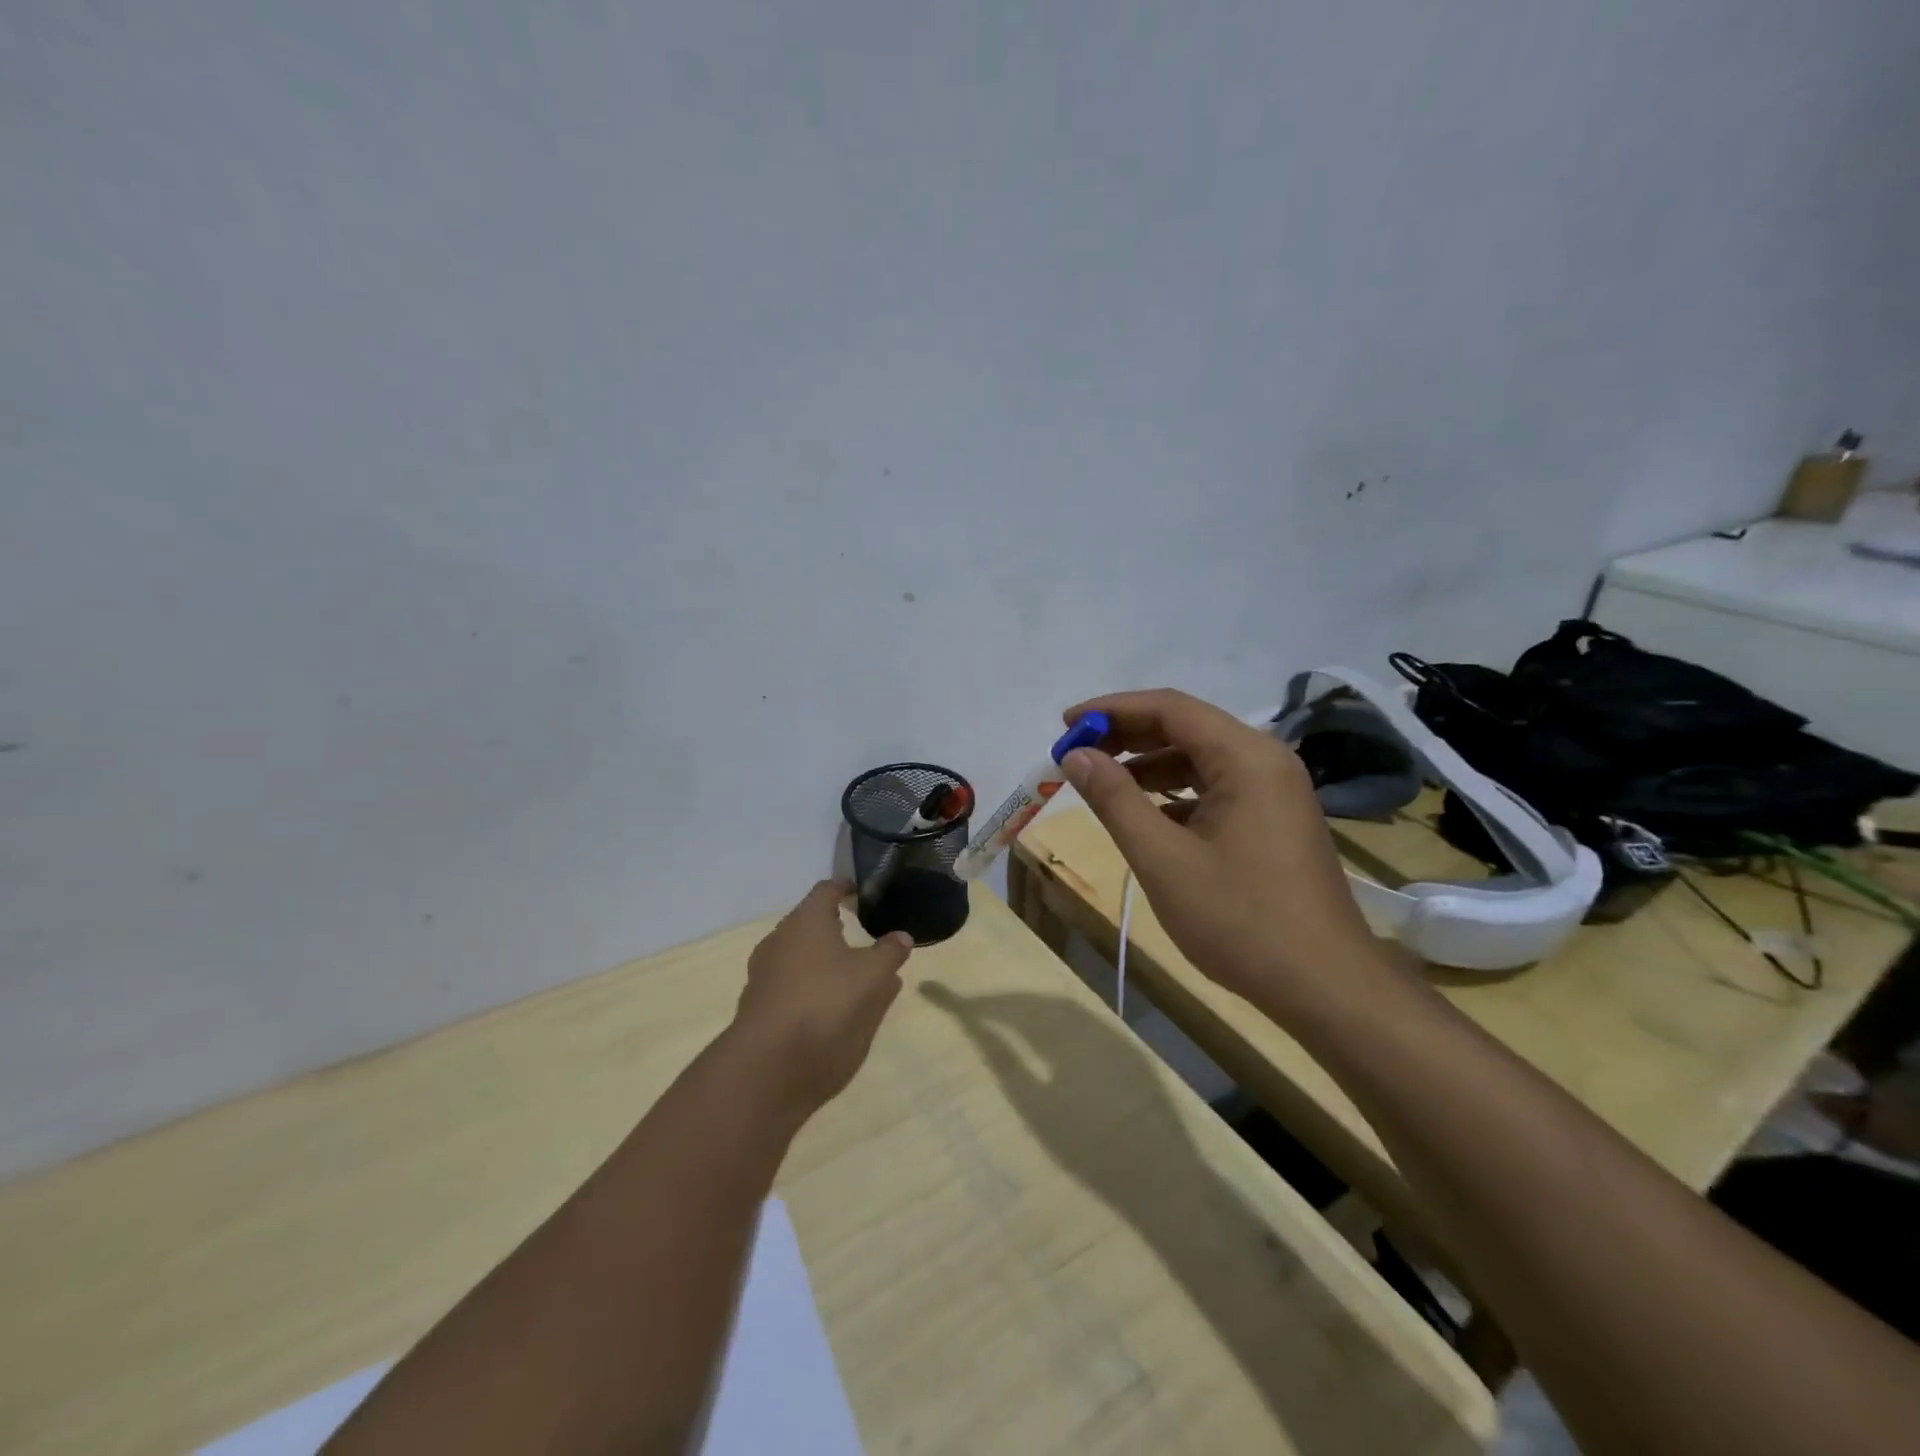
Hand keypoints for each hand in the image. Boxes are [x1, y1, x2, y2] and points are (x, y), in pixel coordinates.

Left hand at [728, 880, 913, 1115]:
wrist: (769, 1065)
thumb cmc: (825, 1004)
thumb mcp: (872, 976)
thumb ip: (889, 952)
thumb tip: (902, 936)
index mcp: (806, 920)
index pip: (826, 890)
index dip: (846, 888)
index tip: (862, 893)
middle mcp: (780, 939)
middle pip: (809, 922)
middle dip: (835, 926)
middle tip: (862, 933)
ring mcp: (764, 973)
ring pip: (799, 955)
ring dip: (824, 959)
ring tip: (852, 972)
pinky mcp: (759, 1005)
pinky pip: (791, 984)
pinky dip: (811, 986)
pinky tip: (832, 1004)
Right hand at [1058, 689, 1386, 1011]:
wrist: (1324, 986)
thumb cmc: (1239, 919)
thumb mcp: (1163, 859)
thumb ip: (1115, 800)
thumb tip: (1076, 755)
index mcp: (1246, 757)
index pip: (1169, 708)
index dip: (1112, 710)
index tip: (1065, 724)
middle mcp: (1265, 761)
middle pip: (1185, 728)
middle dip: (1126, 737)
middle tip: (1075, 753)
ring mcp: (1274, 791)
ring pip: (1199, 759)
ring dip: (1147, 766)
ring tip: (1100, 783)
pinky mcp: (1273, 820)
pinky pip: (1215, 788)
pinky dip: (1174, 794)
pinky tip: (1143, 816)